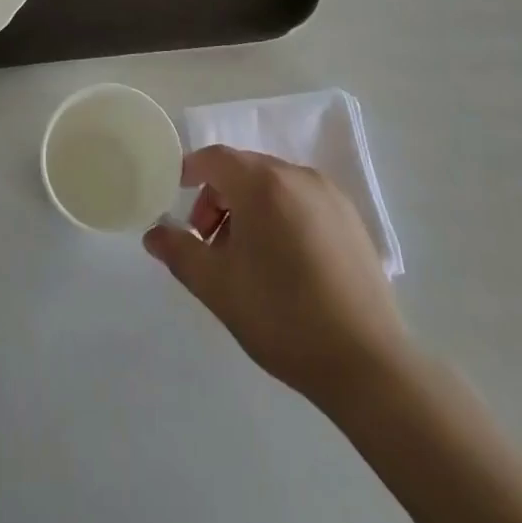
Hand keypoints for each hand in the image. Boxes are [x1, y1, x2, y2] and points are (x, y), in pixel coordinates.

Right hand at [144, 146, 408, 405]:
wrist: (368, 364)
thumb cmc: (282, 317)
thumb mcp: (217, 287)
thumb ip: (180, 252)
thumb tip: (153, 234)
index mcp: (262, 183)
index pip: (215, 158)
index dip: (189, 171)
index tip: (175, 199)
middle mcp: (297, 175)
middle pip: (244, 169)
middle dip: (218, 197)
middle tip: (208, 242)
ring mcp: (329, 195)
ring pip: (274, 185)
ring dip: (249, 207)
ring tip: (245, 258)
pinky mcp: (351, 219)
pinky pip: (302, 200)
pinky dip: (281, 215)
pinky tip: (283, 263)